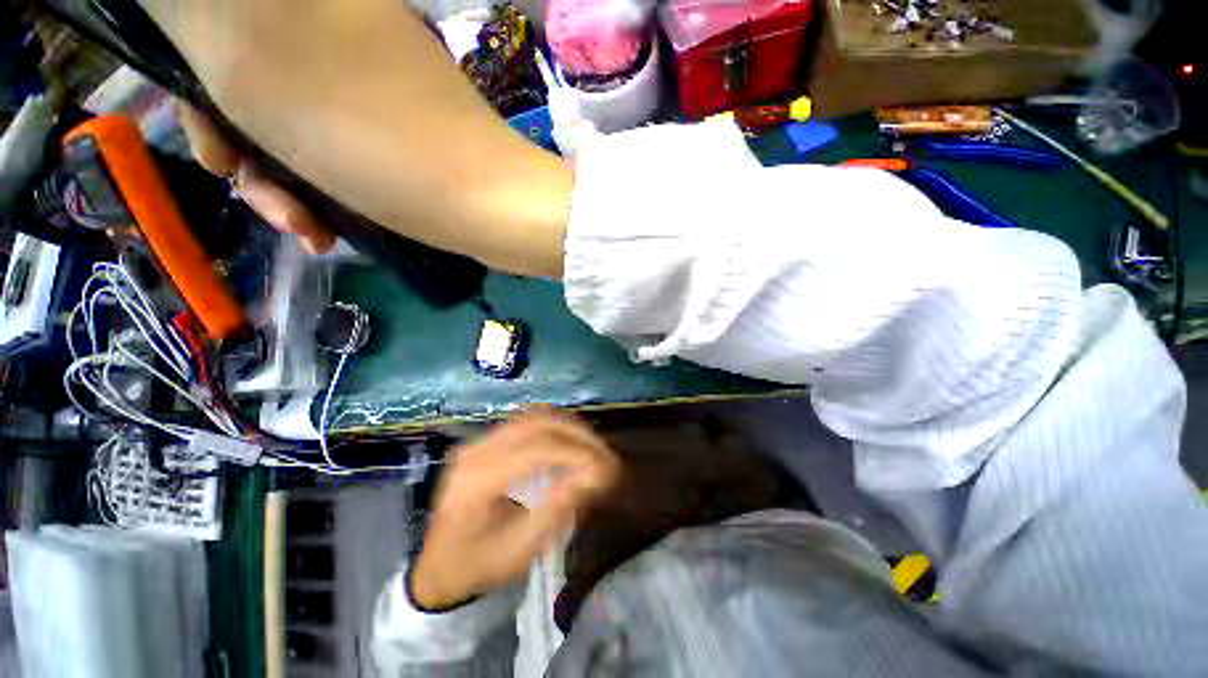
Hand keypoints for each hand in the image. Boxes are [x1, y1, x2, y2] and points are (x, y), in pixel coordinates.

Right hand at [144, 0, 572, 276]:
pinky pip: (341, 151)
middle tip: (266, 199)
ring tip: (308, 230)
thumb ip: (201, 20)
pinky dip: (325, 191)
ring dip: (287, 186)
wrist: (487, 205)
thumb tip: (175, 9)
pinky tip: (331, 232)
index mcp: (314, 6)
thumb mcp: (258, 69)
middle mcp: (345, 34)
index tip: (218, 151)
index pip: (220, 36)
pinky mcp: (405, 132)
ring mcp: (381, 87)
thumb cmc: (375, 143)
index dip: (202, 97)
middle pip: (257, 87)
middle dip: (247, 153)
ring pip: (298, 127)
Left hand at [411, 413, 621, 609]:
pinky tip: (570, 443)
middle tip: (604, 453)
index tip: (606, 466)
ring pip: (534, 417)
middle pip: (537, 423)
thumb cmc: (476, 565)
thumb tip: (593, 475)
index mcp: (477, 480)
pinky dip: (555, 428)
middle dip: (578, 434)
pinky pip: (528, 423)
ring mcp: (479, 441)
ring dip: (569, 428)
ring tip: (593, 447)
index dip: (575, 452)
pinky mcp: (486, 440)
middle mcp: (477, 450)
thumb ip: (556, 510)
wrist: (436, 564)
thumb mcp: (519, 550)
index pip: (536, 449)